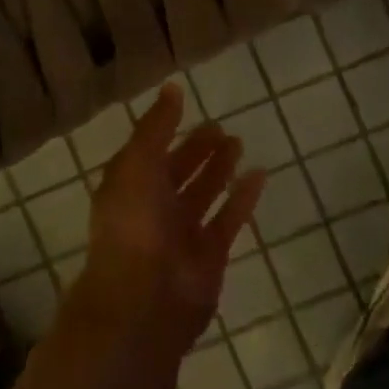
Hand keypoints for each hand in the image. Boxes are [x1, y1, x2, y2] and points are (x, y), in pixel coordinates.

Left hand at [67, 84, 265, 357]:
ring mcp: (182, 234)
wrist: (144, 300)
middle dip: (196, 150)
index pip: (148, 151)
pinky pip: (229, 218)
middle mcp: (154, 209)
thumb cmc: (133, 224)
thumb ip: (155, 126)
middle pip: (178, 172)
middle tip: (219, 127)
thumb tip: (172, 88)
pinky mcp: (210, 255)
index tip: (186, 104)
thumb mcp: (137, 163)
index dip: (165, 130)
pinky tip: (259, 174)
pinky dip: (243, 197)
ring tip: (238, 142)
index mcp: (129, 187)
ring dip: (219, 168)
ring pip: (204, 193)